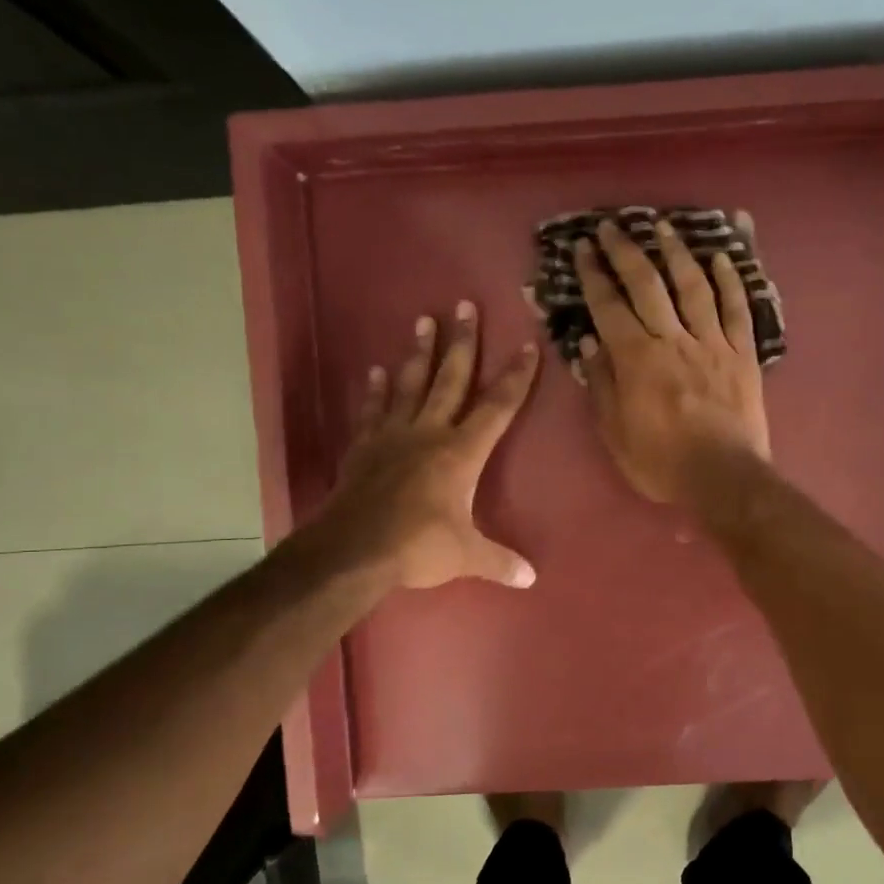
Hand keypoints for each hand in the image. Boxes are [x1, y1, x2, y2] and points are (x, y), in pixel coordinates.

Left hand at [319, 302, 539, 590]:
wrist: (352, 550)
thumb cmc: (417, 547)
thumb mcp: (466, 556)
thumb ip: (499, 562)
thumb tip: (531, 578)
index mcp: (461, 453)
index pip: (497, 408)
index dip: (516, 378)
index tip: (527, 346)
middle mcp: (428, 433)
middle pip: (451, 379)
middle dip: (463, 343)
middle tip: (465, 305)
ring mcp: (392, 436)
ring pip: (410, 384)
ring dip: (419, 353)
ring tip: (424, 320)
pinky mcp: (364, 447)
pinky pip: (373, 410)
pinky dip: (375, 390)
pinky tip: (376, 370)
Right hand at [574, 214, 770, 505]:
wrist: (723, 478)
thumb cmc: (661, 463)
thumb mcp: (615, 434)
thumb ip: (602, 386)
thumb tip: (590, 344)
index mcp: (636, 359)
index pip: (609, 306)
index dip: (593, 274)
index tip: (583, 248)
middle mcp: (672, 339)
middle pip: (647, 284)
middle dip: (626, 251)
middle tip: (612, 226)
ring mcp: (711, 342)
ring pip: (693, 286)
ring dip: (676, 252)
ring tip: (663, 226)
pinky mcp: (742, 353)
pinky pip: (737, 309)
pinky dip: (729, 281)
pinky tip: (720, 258)